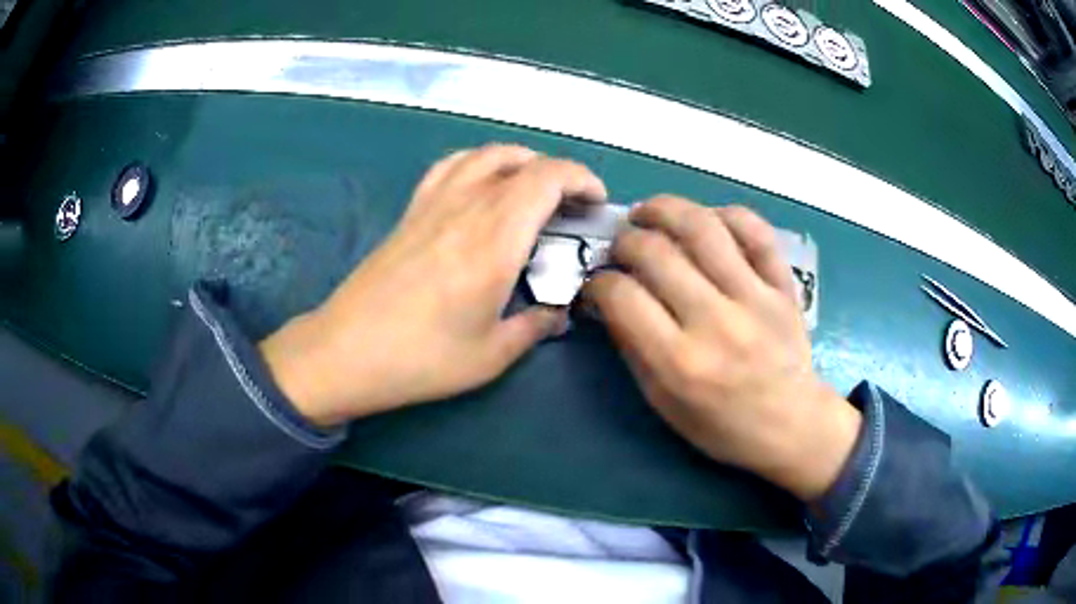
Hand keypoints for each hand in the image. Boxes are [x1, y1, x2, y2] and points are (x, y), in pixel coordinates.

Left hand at [260, 145, 606, 425]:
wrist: (347, 351)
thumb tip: (559, 313)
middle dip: (560, 174)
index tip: (595, 203)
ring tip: (533, 190)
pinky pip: (451, 165)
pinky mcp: (411, 210)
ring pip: (487, 154)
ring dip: (521, 162)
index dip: (582, 180)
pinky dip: (479, 163)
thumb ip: (536, 326)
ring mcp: (434, 202)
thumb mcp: (493, 354)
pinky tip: (482, 186)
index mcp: (495, 238)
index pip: (548, 178)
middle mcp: (466, 206)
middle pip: (523, 161)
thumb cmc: (422, 358)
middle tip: (571, 206)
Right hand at [583, 197, 860, 500]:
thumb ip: (633, 349)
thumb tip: (608, 301)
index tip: (598, 284)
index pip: (622, 296)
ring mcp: (755, 298)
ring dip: (664, 209)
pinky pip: (756, 231)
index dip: (598, 282)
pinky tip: (706, 220)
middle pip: (655, 252)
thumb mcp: (663, 403)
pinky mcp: (783, 285)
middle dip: (624, 241)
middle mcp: (716, 322)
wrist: (792, 425)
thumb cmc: (723, 425)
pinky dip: (726, 214)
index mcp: (680, 362)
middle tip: (620, 248)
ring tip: (647, 213)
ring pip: (703, 227)